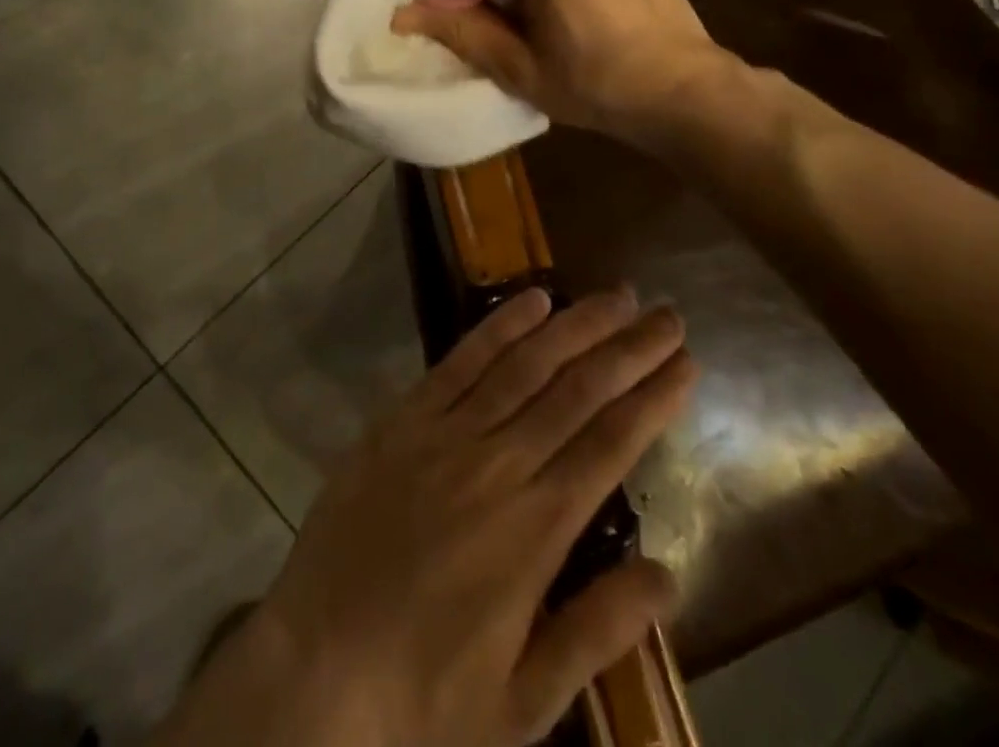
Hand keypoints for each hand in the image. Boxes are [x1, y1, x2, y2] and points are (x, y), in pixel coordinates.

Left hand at [156, 288, 695, 746]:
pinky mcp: (402, 420)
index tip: (685, 363)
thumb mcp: (524, 702)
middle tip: (666, 314)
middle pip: (578, 391)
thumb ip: (597, 631)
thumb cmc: (424, 696)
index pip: (611, 443)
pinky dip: (499, 327)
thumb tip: (669, 574)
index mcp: (536, 529)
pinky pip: (459, 362)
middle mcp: (498, 464)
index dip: (653, 398)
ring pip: (525, 364)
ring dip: (575, 325)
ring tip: (615, 296)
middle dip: (628, 349)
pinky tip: (531, 300)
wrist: (313, 673)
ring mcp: (446, 434)